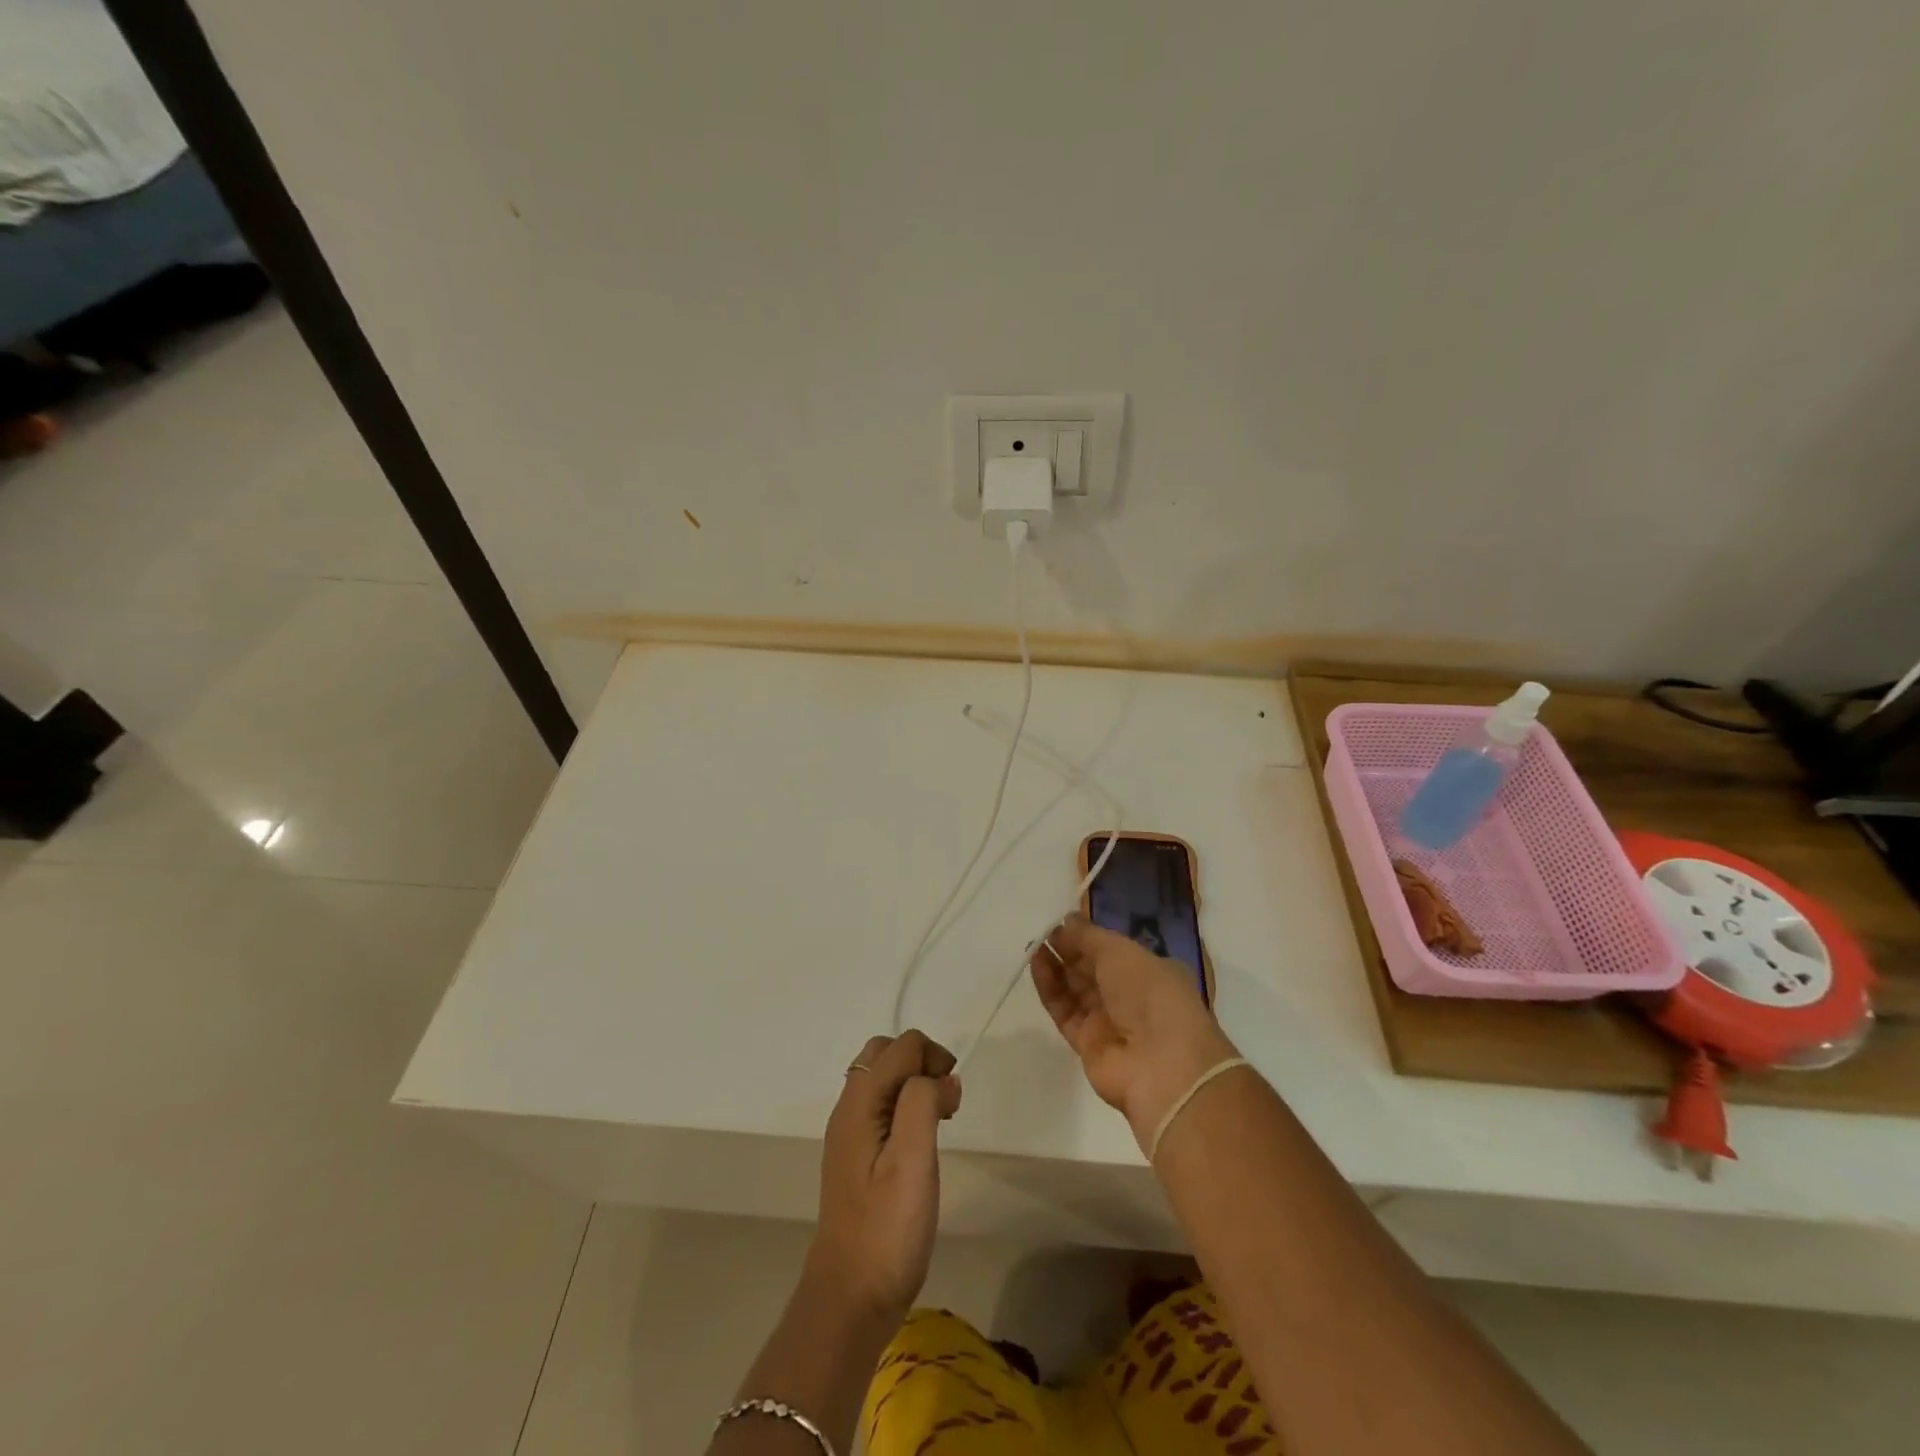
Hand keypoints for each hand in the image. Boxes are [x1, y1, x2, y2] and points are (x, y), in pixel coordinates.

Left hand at [808, 1029, 961, 1322]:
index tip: (952, 1099)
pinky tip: (920, 1142)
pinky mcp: (856, 1155)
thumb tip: (942, 1078)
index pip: (901, 1046)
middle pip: (886, 1054)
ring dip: (914, 1084)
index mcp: (859, 1102)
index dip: (934, 1058)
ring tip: (938, 1122)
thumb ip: (923, 1103)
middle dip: (922, 1063)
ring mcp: (849, 1132)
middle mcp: (848, 1108)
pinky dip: (905, 1106)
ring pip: (883, 1079)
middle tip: (945, 1103)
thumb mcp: (912, 1160)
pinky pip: (881, 1106)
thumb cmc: (887, 1228)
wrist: (850, 1297)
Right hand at [1031, 915, 1238, 1151]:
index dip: (1089, 936)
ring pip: (1077, 989)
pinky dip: (1050, 988)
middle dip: (1069, 950)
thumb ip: (1088, 935)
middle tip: (1043, 932)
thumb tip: (1065, 922)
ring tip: (1034, 945)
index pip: (1115, 950)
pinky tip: (1036, 965)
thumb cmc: (1150, 993)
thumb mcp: (1120, 951)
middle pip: (1093, 969)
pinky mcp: (1088, 1045)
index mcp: (1153, 971)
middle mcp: (1133, 996)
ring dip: (1056, 966)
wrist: (1162, 1065)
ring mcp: (1111, 1022)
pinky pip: (1065, 1011)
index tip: (1064, 922)